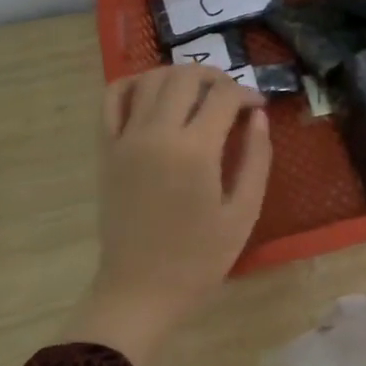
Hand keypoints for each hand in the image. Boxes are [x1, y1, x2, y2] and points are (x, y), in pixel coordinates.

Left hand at [67, 65, 272, 365]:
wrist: (140, 289)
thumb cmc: (199, 258)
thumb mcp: (243, 212)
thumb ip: (256, 158)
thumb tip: (259, 118)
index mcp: (195, 151)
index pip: (224, 97)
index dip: (247, 94)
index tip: (258, 108)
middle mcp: (157, 134)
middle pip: (186, 77)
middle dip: (216, 77)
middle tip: (232, 97)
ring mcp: (126, 139)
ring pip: (151, 79)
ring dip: (180, 76)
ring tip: (199, 94)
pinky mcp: (106, 149)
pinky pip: (113, 99)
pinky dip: (134, 84)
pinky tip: (154, 94)